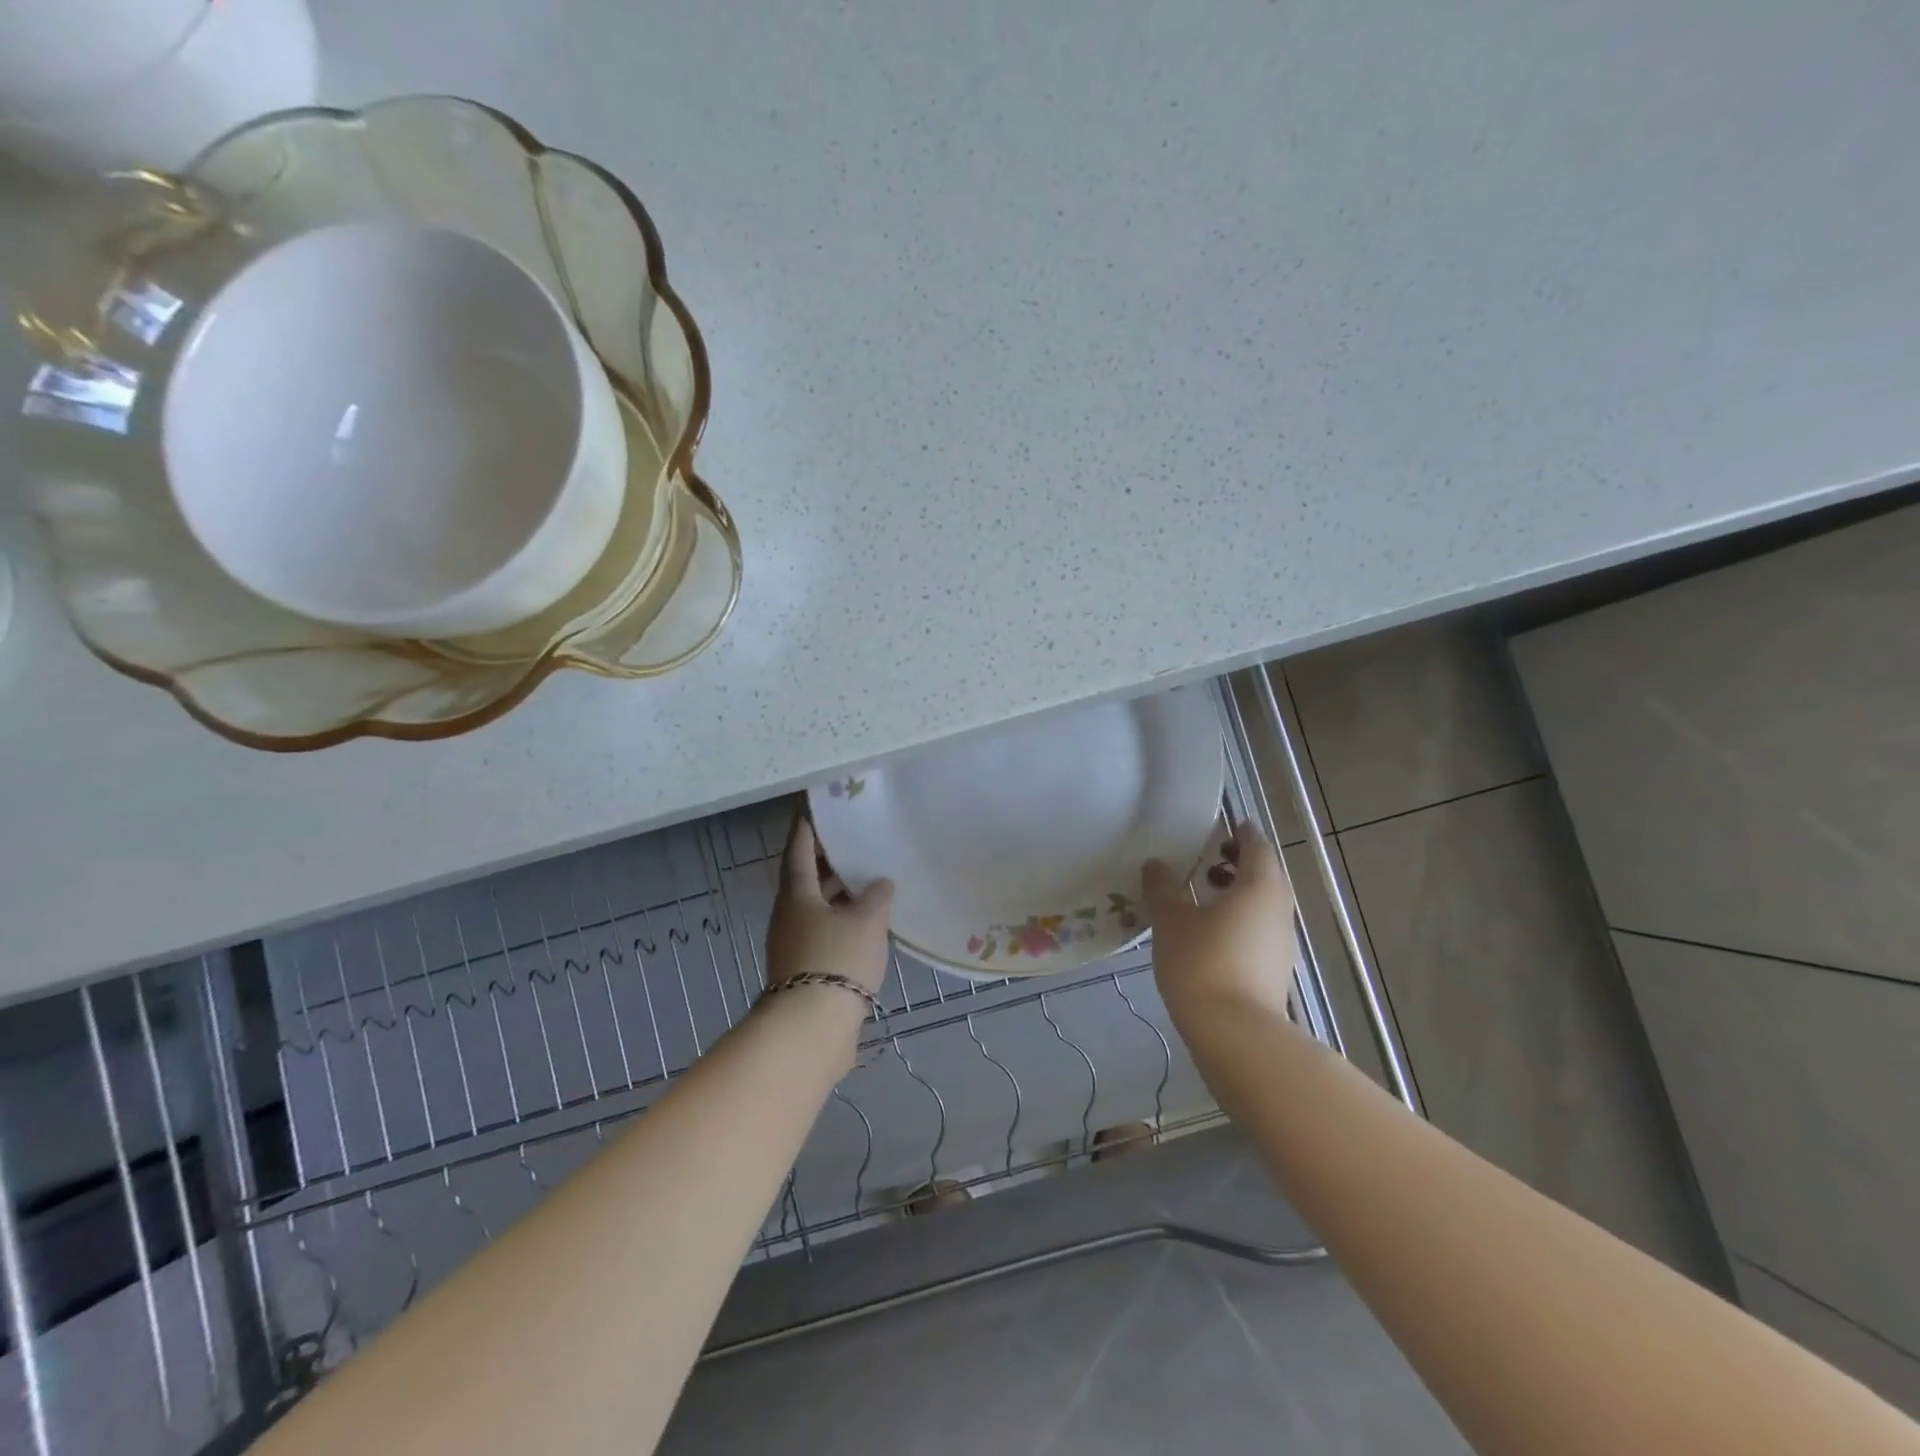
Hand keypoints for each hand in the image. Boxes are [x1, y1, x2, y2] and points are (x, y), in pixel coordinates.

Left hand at [766, 816, 894, 997]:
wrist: (812, 1028)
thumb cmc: (837, 959)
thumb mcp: (866, 920)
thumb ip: (876, 896)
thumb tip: (880, 883)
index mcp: (797, 894)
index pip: (799, 850)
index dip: (808, 828)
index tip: (815, 808)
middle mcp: (790, 915)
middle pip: (806, 879)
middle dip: (828, 861)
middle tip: (853, 842)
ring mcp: (794, 945)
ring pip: (817, 908)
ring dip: (838, 894)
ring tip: (868, 881)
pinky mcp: (806, 970)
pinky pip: (825, 932)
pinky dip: (843, 921)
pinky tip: (868, 924)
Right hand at [1144, 826, 1296, 1027]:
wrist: (1235, 1033)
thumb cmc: (1202, 962)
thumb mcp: (1171, 919)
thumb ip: (1162, 887)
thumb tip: (1156, 864)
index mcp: (1260, 886)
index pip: (1256, 846)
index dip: (1241, 833)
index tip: (1223, 826)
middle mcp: (1279, 909)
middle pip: (1265, 874)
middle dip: (1239, 862)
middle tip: (1208, 859)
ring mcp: (1281, 942)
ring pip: (1264, 903)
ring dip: (1239, 891)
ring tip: (1204, 894)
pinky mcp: (1275, 968)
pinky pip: (1260, 928)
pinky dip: (1240, 917)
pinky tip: (1210, 931)